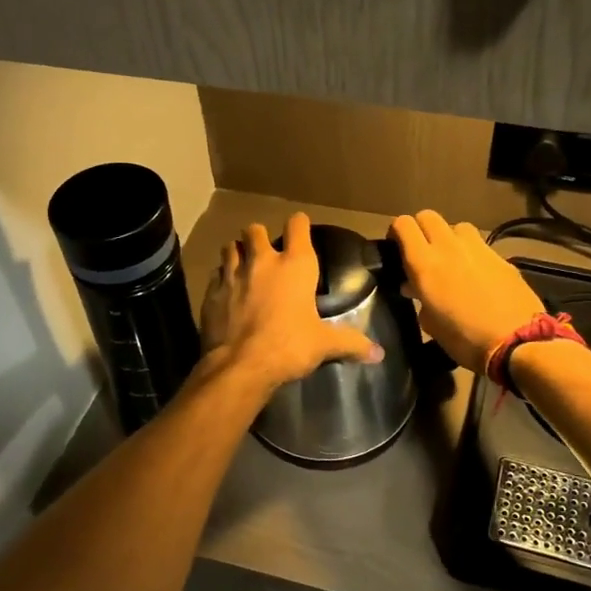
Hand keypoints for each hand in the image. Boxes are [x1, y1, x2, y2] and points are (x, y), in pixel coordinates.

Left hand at [200, 213, 382, 392]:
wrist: (240, 366)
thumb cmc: (289, 347)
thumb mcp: (324, 345)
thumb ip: (351, 343)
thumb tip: (379, 354)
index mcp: (295, 266)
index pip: (297, 225)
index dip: (299, 225)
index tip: (301, 231)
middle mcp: (262, 262)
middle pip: (254, 230)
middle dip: (259, 237)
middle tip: (266, 254)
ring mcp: (232, 275)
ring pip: (230, 247)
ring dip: (237, 253)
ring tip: (243, 267)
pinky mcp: (211, 292)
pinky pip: (215, 275)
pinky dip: (221, 279)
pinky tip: (226, 293)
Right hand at [388, 210, 545, 372]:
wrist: (518, 342)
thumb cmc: (465, 339)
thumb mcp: (431, 324)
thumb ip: (419, 298)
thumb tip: (413, 287)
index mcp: (425, 263)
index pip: (403, 224)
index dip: (396, 232)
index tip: (396, 249)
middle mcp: (449, 247)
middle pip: (428, 216)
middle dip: (421, 229)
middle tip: (421, 252)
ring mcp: (478, 248)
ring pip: (456, 226)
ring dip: (449, 237)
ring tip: (451, 259)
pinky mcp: (501, 256)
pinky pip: (479, 244)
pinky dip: (471, 253)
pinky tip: (476, 274)